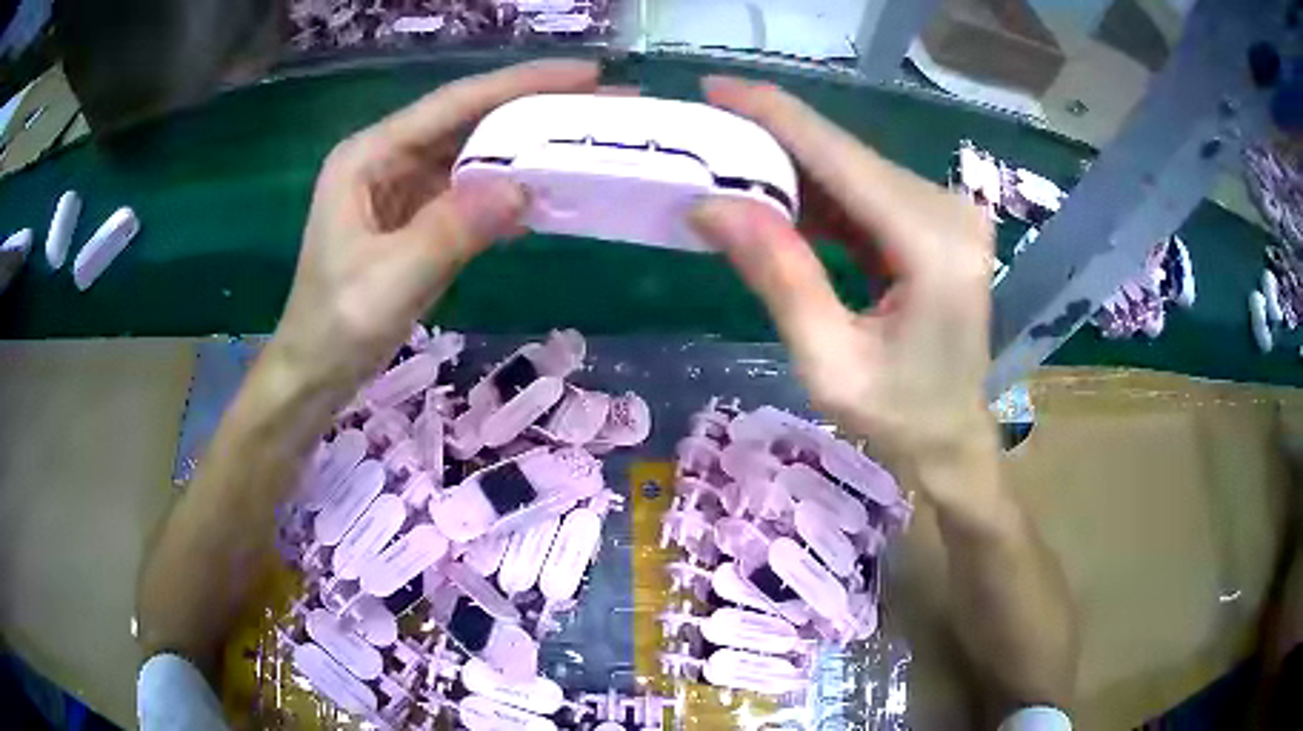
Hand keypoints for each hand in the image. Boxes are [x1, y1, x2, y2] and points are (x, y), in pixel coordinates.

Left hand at [271, 59, 600, 389]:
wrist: (316, 373)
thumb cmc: (336, 326)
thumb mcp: (390, 280)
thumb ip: (451, 230)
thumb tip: (521, 188)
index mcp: (369, 156)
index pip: (454, 104)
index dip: (521, 84)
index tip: (586, 74)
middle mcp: (388, 159)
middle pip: (469, 122)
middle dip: (535, 110)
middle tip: (603, 104)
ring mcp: (404, 190)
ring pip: (474, 155)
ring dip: (528, 149)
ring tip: (587, 141)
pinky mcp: (418, 220)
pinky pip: (471, 194)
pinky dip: (508, 192)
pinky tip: (549, 192)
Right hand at [690, 77, 997, 498]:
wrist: (953, 437)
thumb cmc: (898, 417)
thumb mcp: (828, 362)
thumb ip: (779, 276)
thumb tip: (713, 205)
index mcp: (935, 247)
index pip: (843, 160)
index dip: (777, 117)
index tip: (716, 88)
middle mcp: (951, 213)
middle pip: (849, 157)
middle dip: (775, 141)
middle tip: (707, 135)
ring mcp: (950, 215)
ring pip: (855, 169)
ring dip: (794, 167)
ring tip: (730, 168)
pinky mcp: (938, 223)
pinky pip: (868, 194)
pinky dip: (821, 195)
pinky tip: (780, 201)